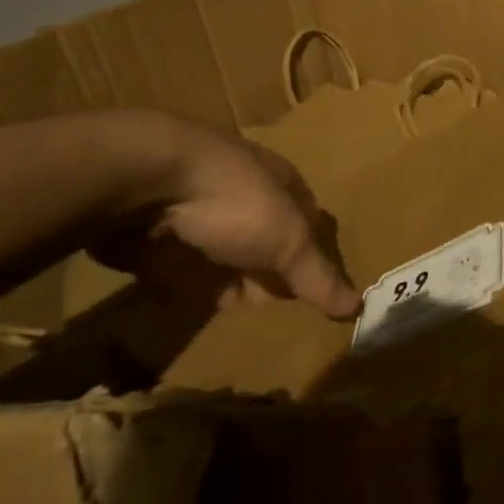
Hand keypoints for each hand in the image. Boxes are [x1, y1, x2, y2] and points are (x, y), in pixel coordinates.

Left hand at [92, 116, 360, 317]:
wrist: (146, 180)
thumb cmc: (236, 202)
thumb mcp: (288, 241)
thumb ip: (318, 277)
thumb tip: (358, 307)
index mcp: (282, 185)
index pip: (307, 224)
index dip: (310, 259)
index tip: (310, 299)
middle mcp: (243, 196)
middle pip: (263, 243)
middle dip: (266, 276)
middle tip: (270, 319)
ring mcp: (196, 214)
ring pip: (220, 256)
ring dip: (223, 283)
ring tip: (229, 323)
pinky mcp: (152, 236)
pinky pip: (175, 268)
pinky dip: (181, 288)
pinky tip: (184, 309)